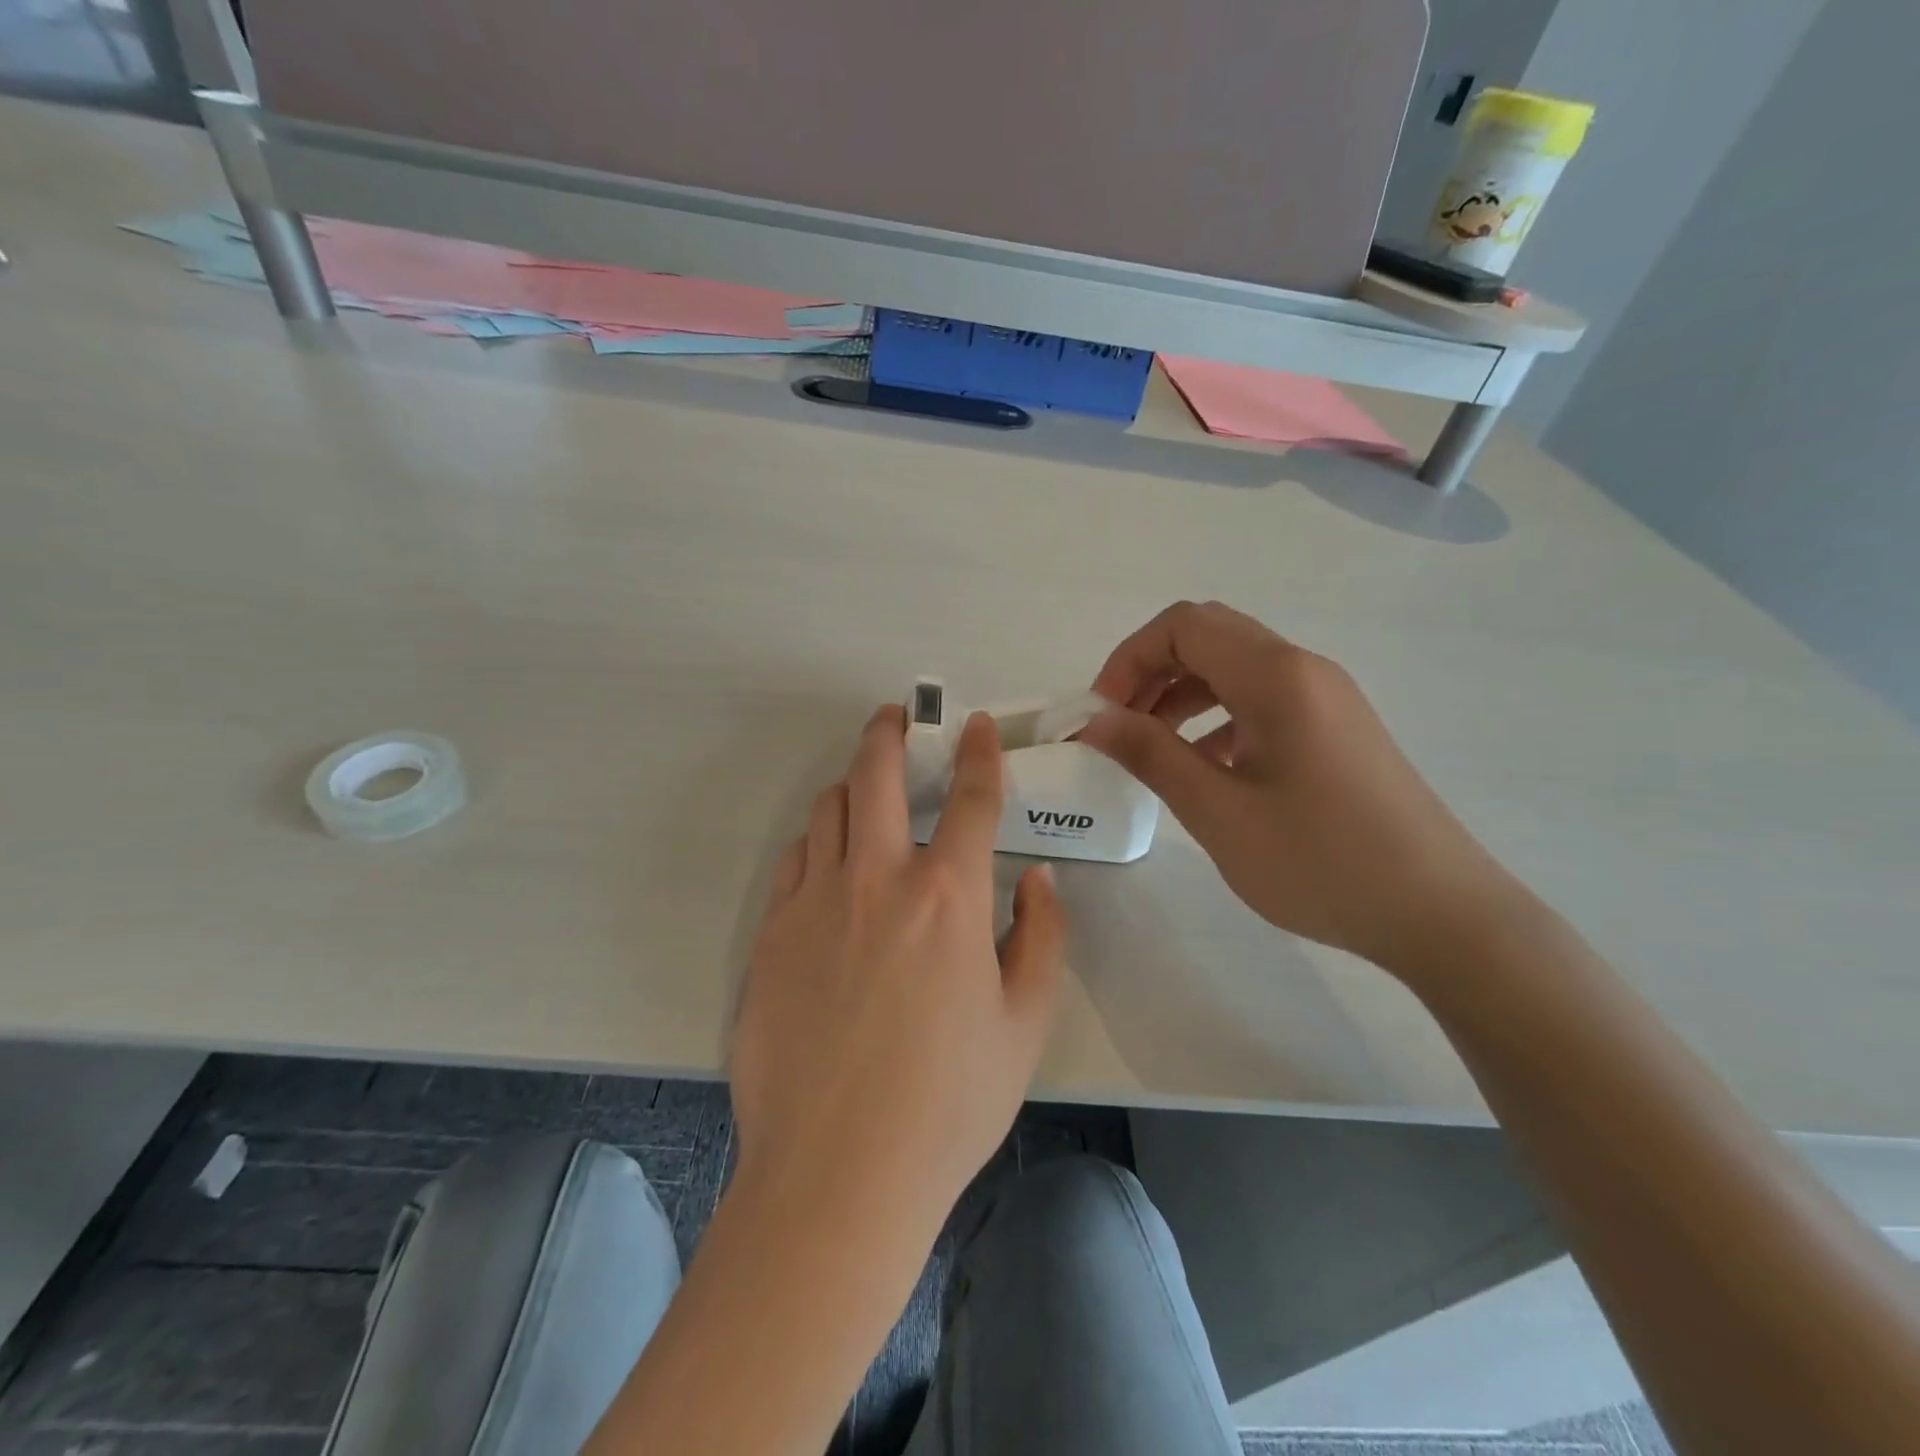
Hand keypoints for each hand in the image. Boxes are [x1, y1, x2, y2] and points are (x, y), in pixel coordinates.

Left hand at [730, 704, 1066, 1224]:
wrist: (836, 1175)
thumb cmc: (947, 1104)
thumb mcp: (1024, 1024)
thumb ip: (1041, 938)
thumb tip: (1039, 879)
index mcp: (949, 897)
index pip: (973, 799)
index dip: (978, 753)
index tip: (972, 726)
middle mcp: (879, 880)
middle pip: (877, 775)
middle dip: (889, 732)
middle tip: (896, 718)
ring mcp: (815, 901)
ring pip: (828, 809)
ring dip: (851, 785)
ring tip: (866, 791)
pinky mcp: (770, 933)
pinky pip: (794, 859)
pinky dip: (817, 842)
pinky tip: (829, 861)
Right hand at [1079, 601, 1516, 968]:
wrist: (1440, 913)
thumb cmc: (1321, 861)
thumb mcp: (1219, 812)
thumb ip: (1151, 755)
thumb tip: (1093, 721)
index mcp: (1276, 677)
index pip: (1183, 626)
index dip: (1129, 659)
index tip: (1102, 715)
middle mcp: (1304, 670)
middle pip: (1209, 637)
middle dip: (1151, 672)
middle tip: (1120, 727)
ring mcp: (1326, 698)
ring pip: (1235, 669)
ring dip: (1182, 695)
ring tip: (1152, 750)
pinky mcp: (1335, 729)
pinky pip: (1262, 701)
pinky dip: (1218, 719)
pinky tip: (1205, 769)